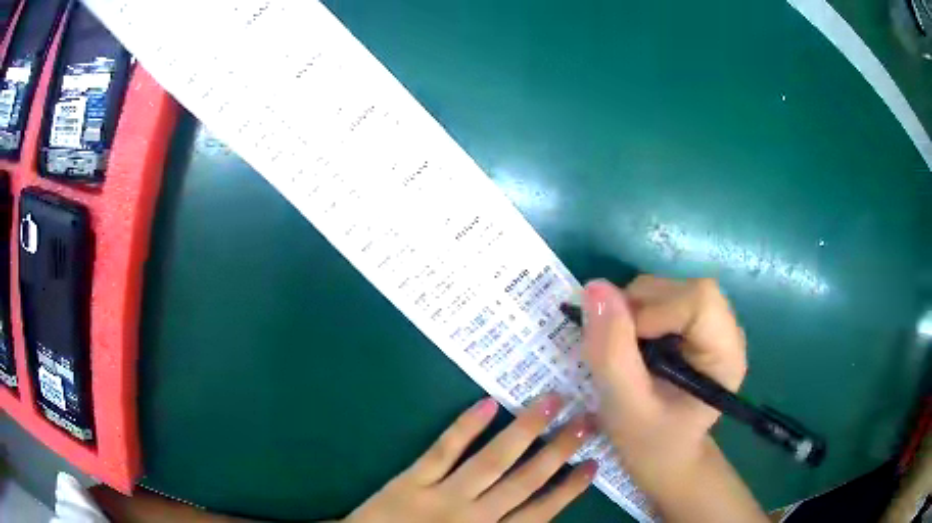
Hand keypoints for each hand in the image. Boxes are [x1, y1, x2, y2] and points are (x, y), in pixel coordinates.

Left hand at [345, 395, 597, 522]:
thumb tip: (535, 513)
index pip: (539, 513)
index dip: (568, 489)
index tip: (593, 464)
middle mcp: (474, 516)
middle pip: (524, 481)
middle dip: (558, 451)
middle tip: (586, 420)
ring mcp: (442, 496)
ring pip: (491, 461)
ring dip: (524, 431)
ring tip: (552, 402)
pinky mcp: (411, 480)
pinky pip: (442, 451)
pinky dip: (465, 427)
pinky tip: (489, 403)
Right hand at [582, 276, 765, 521]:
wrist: (663, 453)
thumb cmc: (649, 442)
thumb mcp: (625, 408)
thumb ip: (612, 353)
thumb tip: (595, 288)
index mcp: (725, 354)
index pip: (699, 300)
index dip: (655, 311)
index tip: (624, 346)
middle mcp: (725, 330)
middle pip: (681, 288)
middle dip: (638, 310)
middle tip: (615, 350)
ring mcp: (709, 323)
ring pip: (666, 288)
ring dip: (632, 311)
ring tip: (623, 352)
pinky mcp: (691, 322)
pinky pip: (658, 297)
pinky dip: (633, 313)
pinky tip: (631, 345)